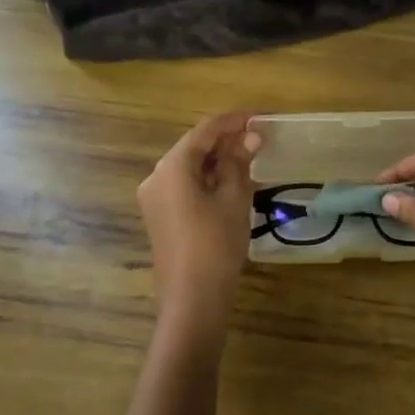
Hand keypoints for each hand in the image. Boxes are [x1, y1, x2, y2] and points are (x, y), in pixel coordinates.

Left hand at [138, 112, 261, 320]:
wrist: (192, 298)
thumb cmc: (216, 243)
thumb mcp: (235, 198)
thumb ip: (240, 162)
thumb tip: (250, 136)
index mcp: (172, 167)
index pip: (205, 130)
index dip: (233, 121)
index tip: (260, 116)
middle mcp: (156, 176)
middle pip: (194, 147)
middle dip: (226, 140)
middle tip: (258, 138)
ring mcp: (155, 198)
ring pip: (189, 167)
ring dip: (218, 160)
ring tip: (250, 158)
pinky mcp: (160, 216)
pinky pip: (184, 185)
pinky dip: (207, 178)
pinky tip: (231, 182)